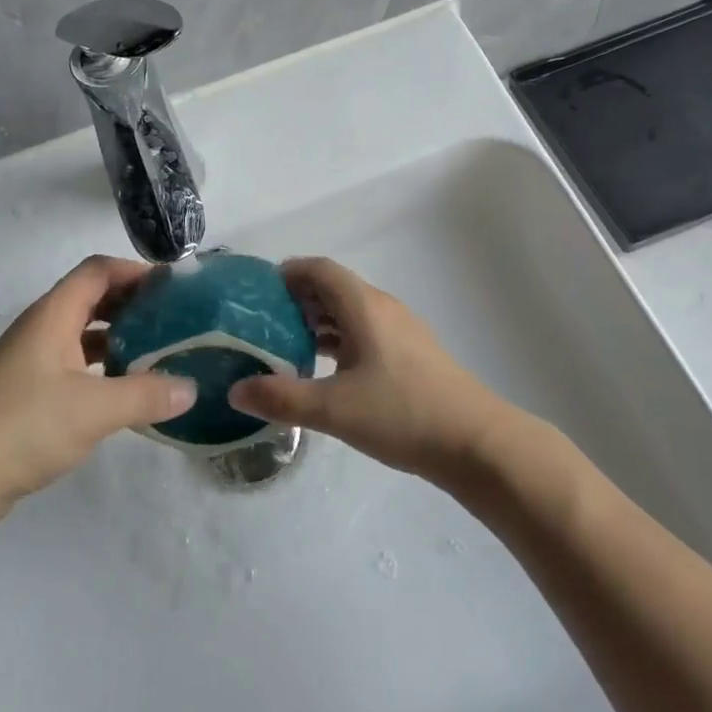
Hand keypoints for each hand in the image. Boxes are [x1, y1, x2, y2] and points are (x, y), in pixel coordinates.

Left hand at [0, 256, 196, 525]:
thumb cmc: (23, 428)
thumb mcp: (94, 410)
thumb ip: (146, 395)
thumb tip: (192, 388)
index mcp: (53, 315)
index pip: (98, 271)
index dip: (136, 270)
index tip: (174, 288)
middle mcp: (41, 328)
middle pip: (92, 297)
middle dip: (133, 303)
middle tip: (175, 318)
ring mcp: (31, 361)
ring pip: (83, 332)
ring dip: (119, 336)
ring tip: (158, 351)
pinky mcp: (27, 392)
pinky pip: (74, 363)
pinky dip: (103, 366)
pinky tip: (125, 389)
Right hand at [228, 257, 512, 486]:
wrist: (475, 442)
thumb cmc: (402, 414)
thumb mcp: (334, 408)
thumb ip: (282, 398)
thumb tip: (235, 390)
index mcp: (364, 306)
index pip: (320, 269)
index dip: (288, 272)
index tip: (258, 291)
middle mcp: (382, 308)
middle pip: (334, 287)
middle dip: (298, 298)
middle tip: (263, 322)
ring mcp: (401, 331)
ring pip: (351, 312)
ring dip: (319, 321)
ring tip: (286, 345)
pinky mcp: (411, 354)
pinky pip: (365, 332)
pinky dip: (340, 340)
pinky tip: (326, 370)